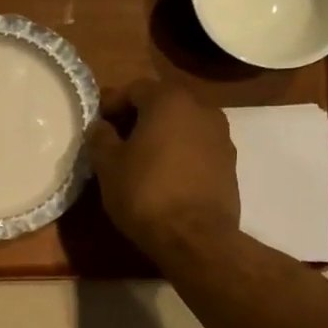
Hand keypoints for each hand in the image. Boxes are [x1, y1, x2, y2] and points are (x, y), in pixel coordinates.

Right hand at [87, 79, 240, 263]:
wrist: (195, 238)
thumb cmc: (145, 192)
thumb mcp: (108, 165)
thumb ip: (101, 138)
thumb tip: (101, 127)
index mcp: (169, 101)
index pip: (135, 89)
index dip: (112, 103)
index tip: (97, 123)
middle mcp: (202, 110)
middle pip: (162, 104)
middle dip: (138, 118)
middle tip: (116, 140)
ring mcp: (222, 138)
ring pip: (182, 127)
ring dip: (161, 136)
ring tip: (140, 160)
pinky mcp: (230, 165)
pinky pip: (197, 149)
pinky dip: (179, 154)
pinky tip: (164, 177)